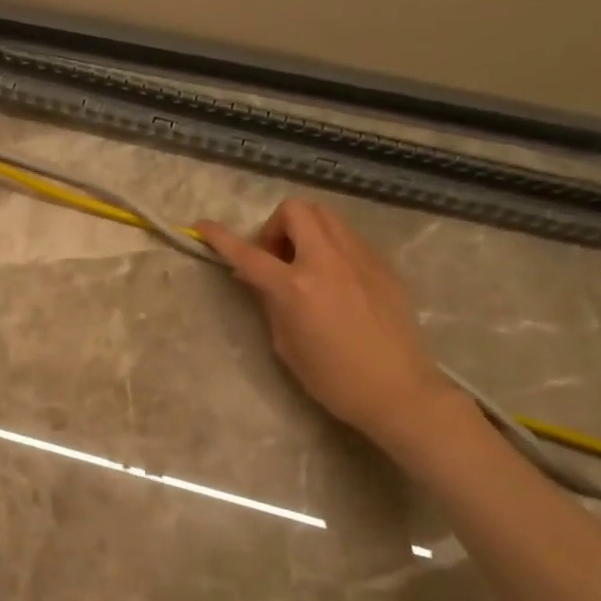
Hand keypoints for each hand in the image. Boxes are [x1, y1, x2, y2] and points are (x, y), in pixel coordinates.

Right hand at [197, 200, 461, 451]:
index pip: (248, 253)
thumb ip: (269, 301)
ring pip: (326, 216)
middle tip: (275, 258)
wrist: (398, 390)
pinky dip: (330, 246)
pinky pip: (348, 238)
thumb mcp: (286, 343)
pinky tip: (334, 280)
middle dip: (275, 226)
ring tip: (304, 264)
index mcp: (297, 287)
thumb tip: (255, 277)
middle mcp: (328, 261)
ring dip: (304, 230)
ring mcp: (360, 258)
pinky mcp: (382, 265)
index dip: (220, 237)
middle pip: (296, 210)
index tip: (202, 225)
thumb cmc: (332, 378)